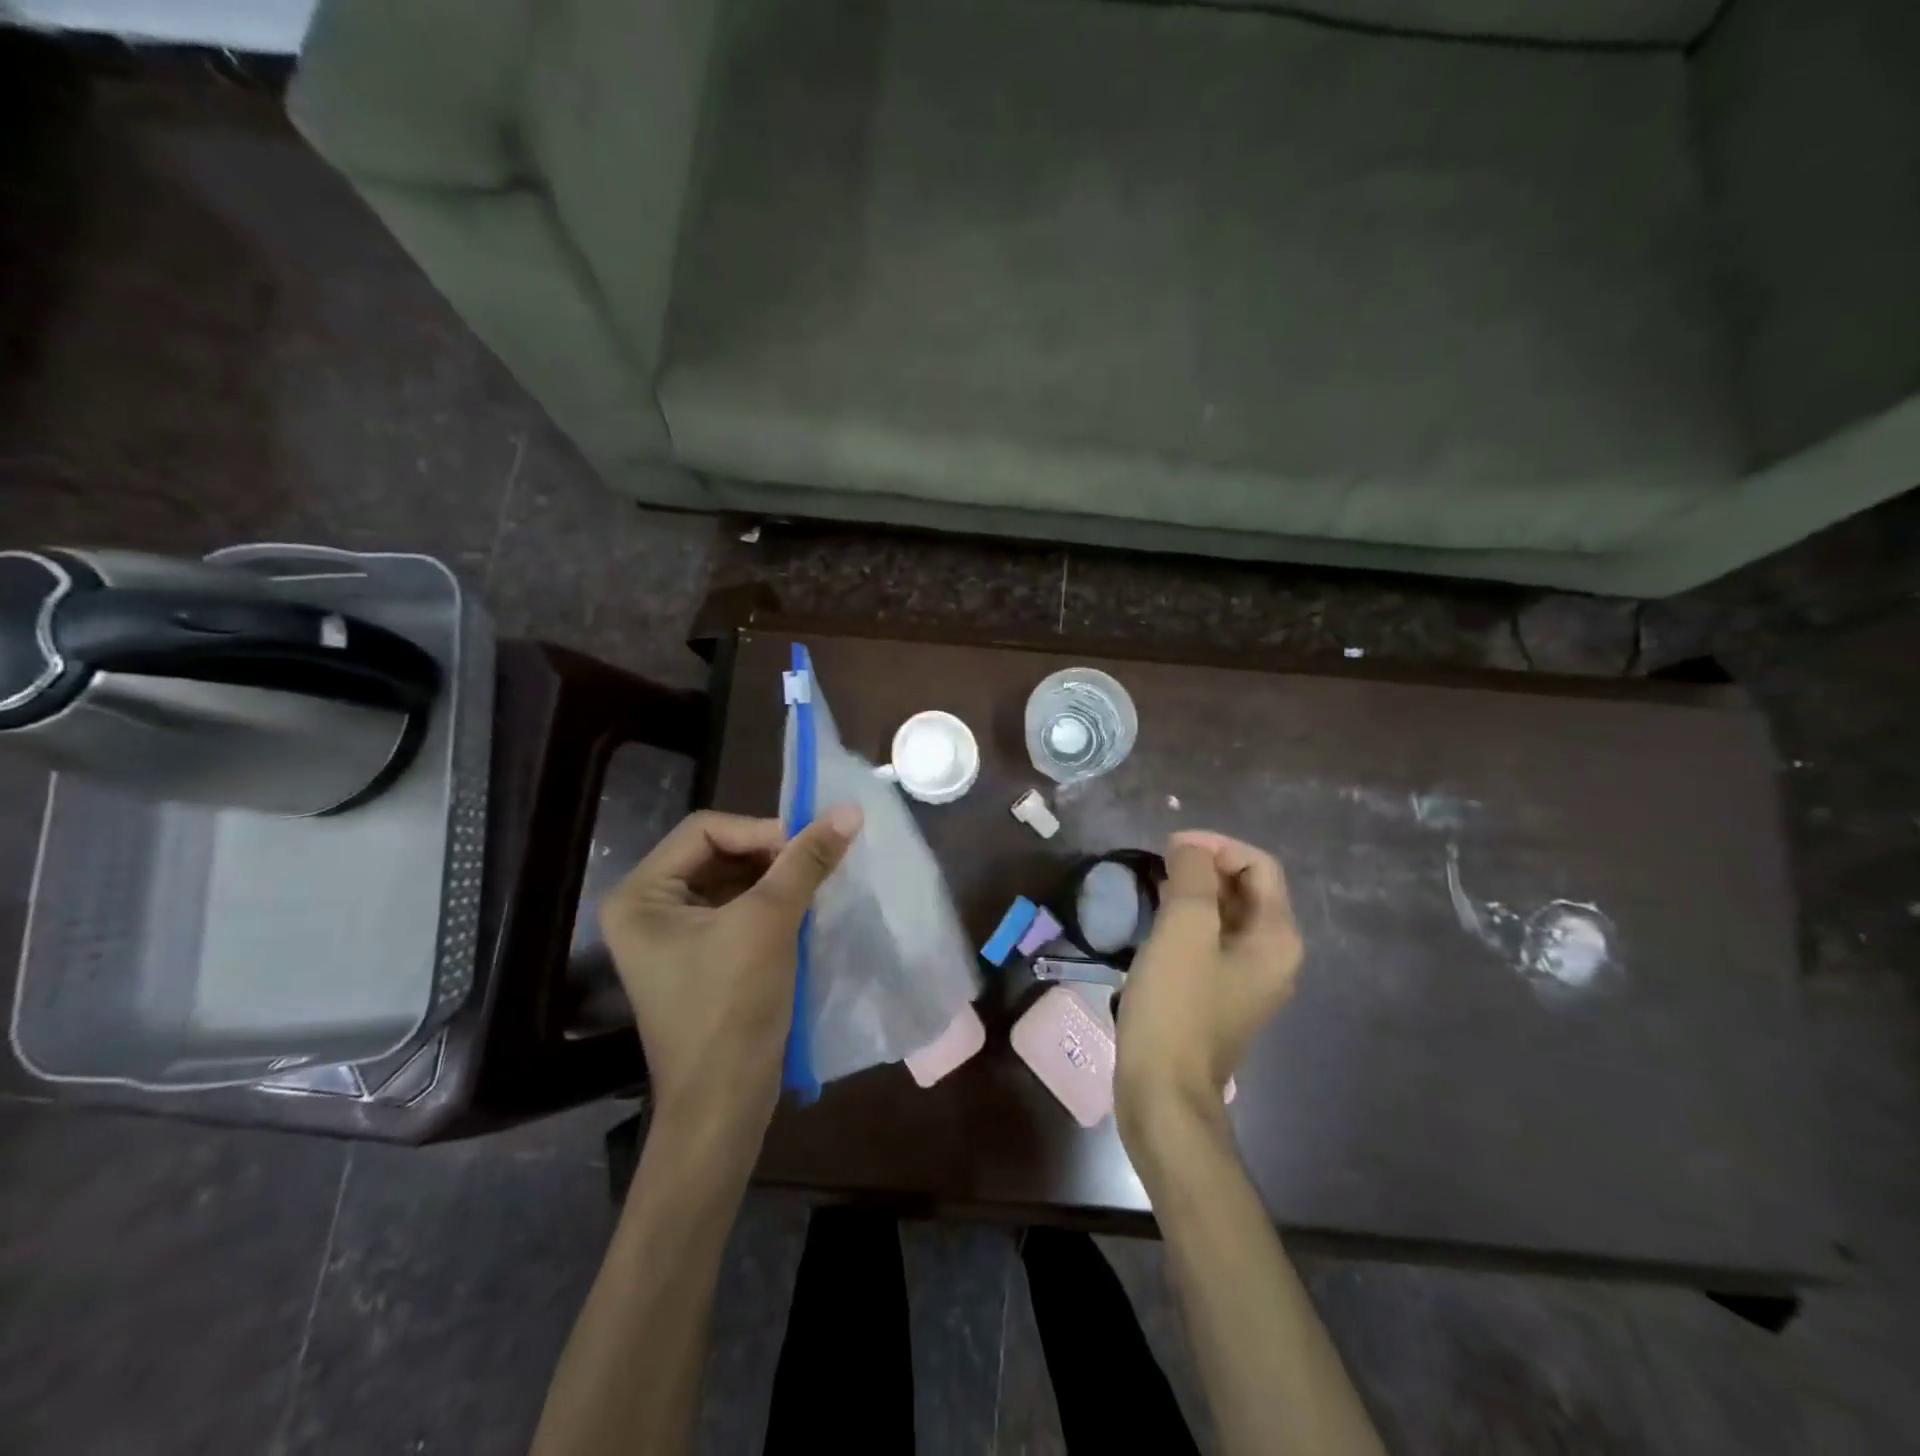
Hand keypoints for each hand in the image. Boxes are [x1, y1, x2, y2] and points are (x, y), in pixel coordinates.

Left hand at [599, 806, 861, 1147]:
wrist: (724, 1105)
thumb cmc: (732, 1008)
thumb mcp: (770, 922)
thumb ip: (806, 861)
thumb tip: (849, 810)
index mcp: (641, 895)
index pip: (706, 830)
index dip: (760, 830)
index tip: (809, 846)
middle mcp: (647, 909)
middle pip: (717, 853)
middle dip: (770, 856)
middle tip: (816, 865)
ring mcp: (671, 936)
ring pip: (731, 881)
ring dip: (775, 879)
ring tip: (815, 886)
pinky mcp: (698, 957)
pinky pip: (736, 910)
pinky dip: (771, 904)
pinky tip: (804, 911)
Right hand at [1115, 831, 1302, 1151]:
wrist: (1163, 1092)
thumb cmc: (1176, 1007)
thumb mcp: (1184, 930)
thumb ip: (1194, 877)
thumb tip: (1190, 848)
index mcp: (1277, 939)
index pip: (1258, 865)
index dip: (1216, 846)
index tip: (1169, 846)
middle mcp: (1273, 957)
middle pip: (1246, 889)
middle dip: (1205, 867)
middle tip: (1158, 864)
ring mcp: (1247, 980)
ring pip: (1226, 915)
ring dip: (1194, 893)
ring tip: (1153, 885)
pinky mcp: (1220, 997)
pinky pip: (1211, 942)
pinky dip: (1187, 922)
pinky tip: (1156, 922)